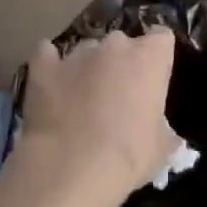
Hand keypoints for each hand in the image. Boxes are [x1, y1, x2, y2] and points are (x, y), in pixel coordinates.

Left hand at [0, 32, 178, 206]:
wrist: (70, 168)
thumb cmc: (127, 157)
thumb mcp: (161, 148)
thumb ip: (163, 128)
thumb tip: (161, 130)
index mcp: (148, 59)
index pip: (161, 38)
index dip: (157, 56)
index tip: (154, 75)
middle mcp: (113, 46)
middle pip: (122, 43)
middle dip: (121, 62)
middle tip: (118, 93)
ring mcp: (76, 54)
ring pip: (87, 50)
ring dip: (88, 66)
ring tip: (82, 96)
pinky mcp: (42, 66)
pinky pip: (47, 55)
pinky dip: (51, 66)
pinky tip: (50, 83)